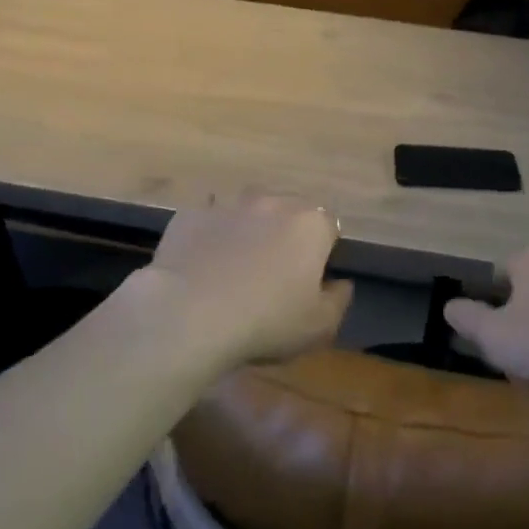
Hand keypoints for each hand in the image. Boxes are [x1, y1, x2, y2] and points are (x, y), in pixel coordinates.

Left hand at [140, 193, 352, 367]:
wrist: (187, 315)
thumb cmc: (265, 321)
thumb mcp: (320, 326)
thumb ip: (339, 300)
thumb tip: (340, 283)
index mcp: (310, 224)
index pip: (329, 226)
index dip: (323, 251)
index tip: (311, 278)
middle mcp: (272, 203)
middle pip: (288, 211)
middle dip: (286, 234)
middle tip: (274, 271)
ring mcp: (228, 204)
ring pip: (247, 210)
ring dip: (248, 228)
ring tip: (236, 264)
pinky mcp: (189, 215)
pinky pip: (208, 220)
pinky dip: (210, 234)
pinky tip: (202, 263)